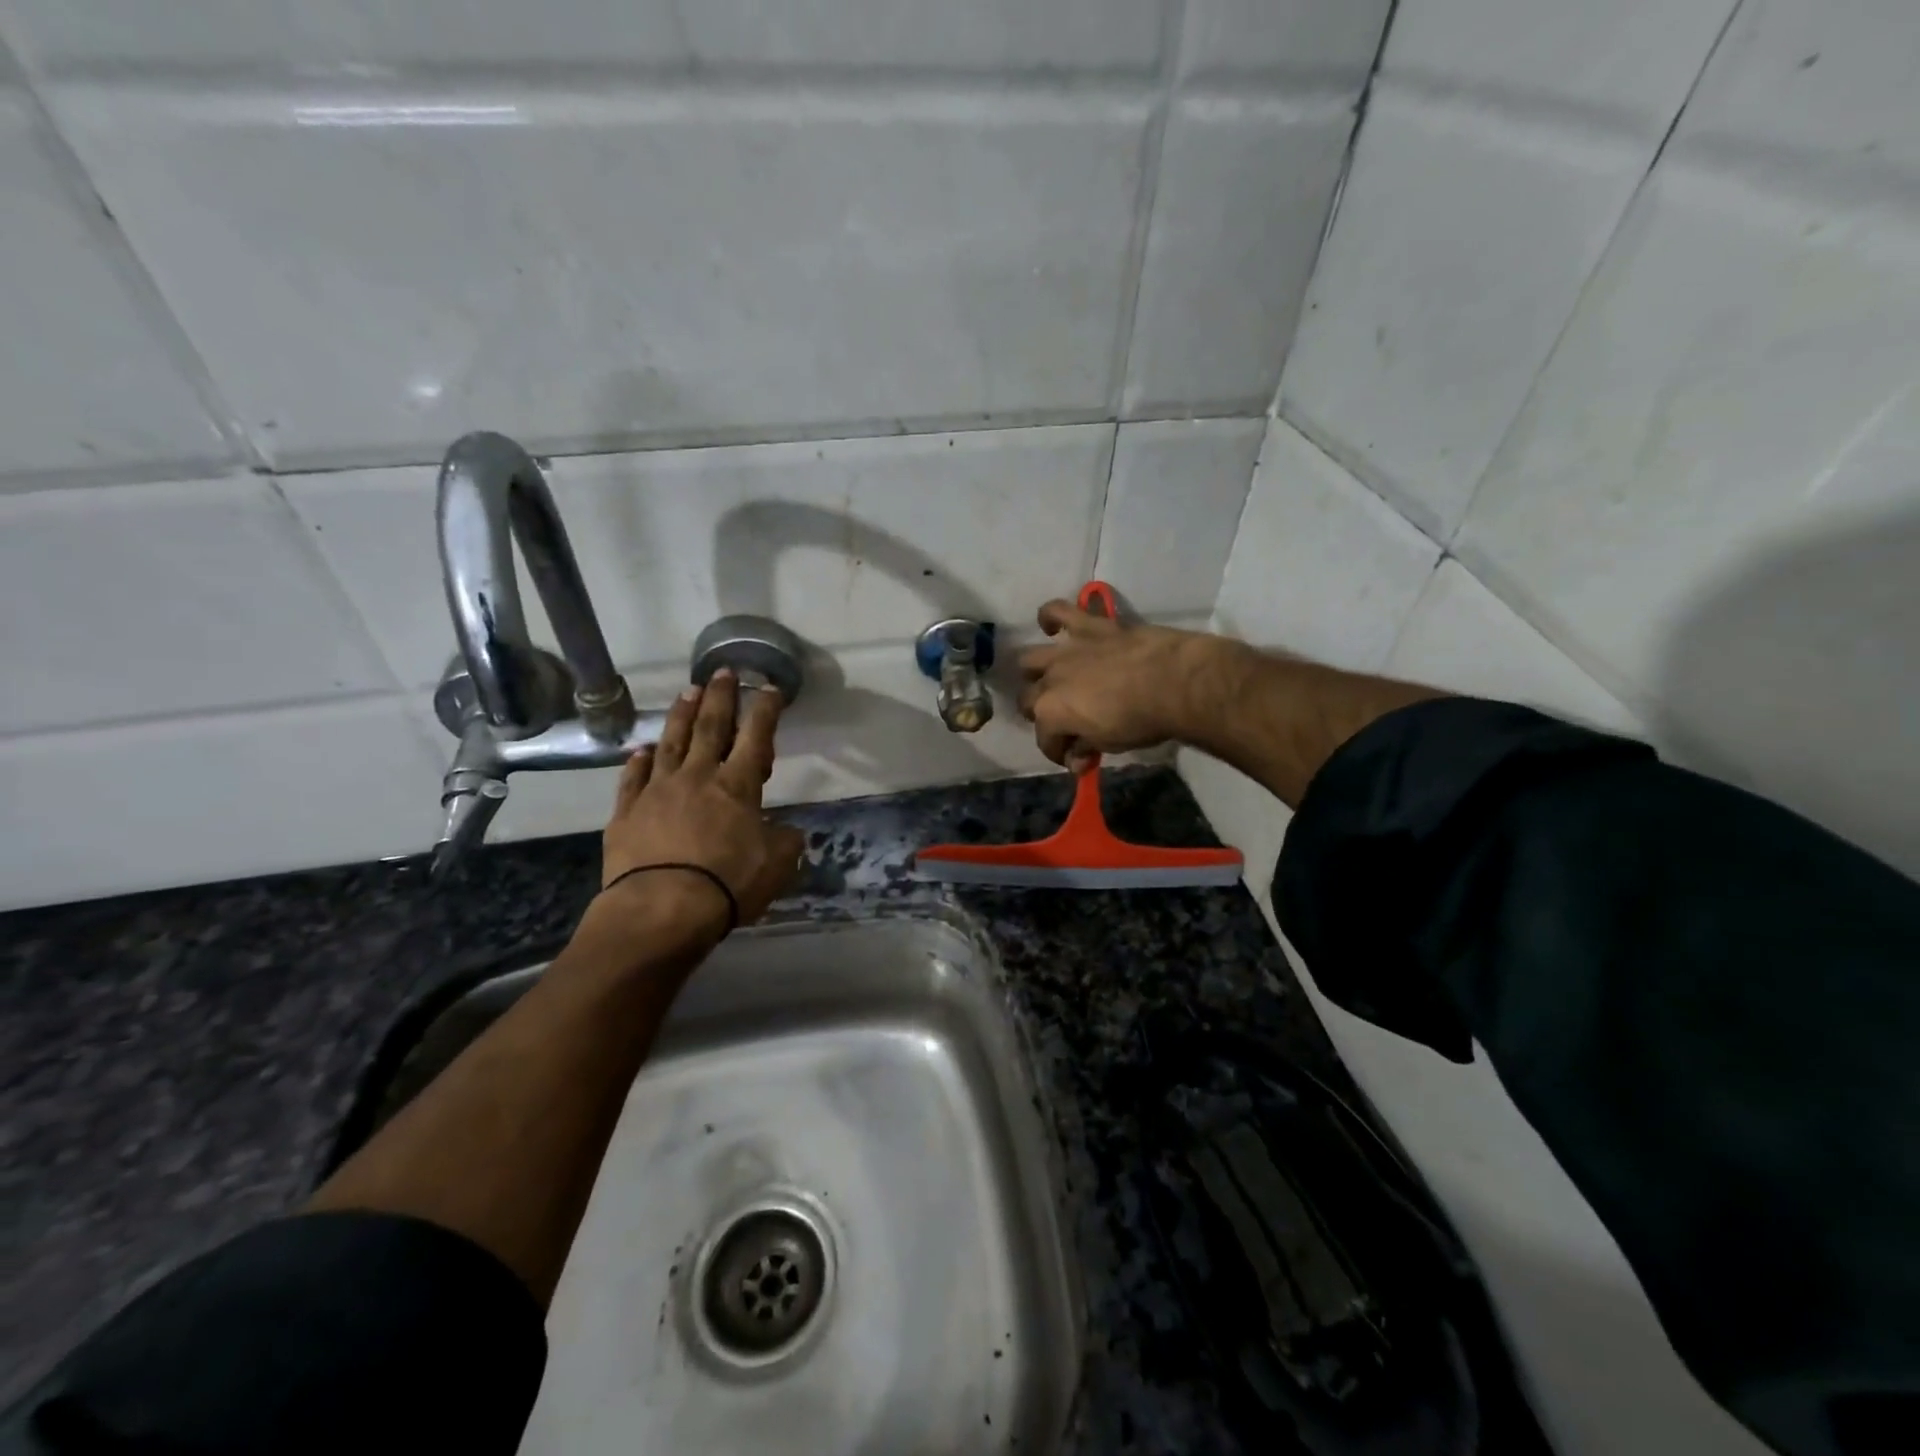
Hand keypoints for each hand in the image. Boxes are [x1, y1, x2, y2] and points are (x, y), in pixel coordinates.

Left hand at [597, 670, 805, 943]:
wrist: (660, 908)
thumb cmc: (727, 883)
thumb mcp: (776, 865)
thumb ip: (785, 841)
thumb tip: (786, 831)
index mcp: (737, 785)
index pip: (756, 736)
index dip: (765, 710)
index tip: (769, 687)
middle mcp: (698, 777)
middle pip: (710, 727)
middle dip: (719, 697)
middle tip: (721, 672)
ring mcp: (657, 791)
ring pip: (671, 743)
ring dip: (681, 716)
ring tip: (687, 693)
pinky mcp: (627, 812)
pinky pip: (634, 778)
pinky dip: (639, 761)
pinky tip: (643, 750)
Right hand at [1017, 599, 1235, 769]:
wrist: (1173, 681)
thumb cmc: (1141, 720)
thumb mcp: (1110, 744)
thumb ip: (1086, 748)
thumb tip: (1076, 760)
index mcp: (1051, 712)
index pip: (1045, 739)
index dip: (1058, 752)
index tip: (1075, 759)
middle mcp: (1049, 680)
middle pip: (1028, 699)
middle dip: (1040, 714)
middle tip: (1063, 721)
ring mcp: (1065, 650)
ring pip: (1029, 659)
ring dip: (1035, 671)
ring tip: (1050, 677)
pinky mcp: (1088, 626)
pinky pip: (1058, 611)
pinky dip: (1050, 617)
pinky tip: (1051, 627)